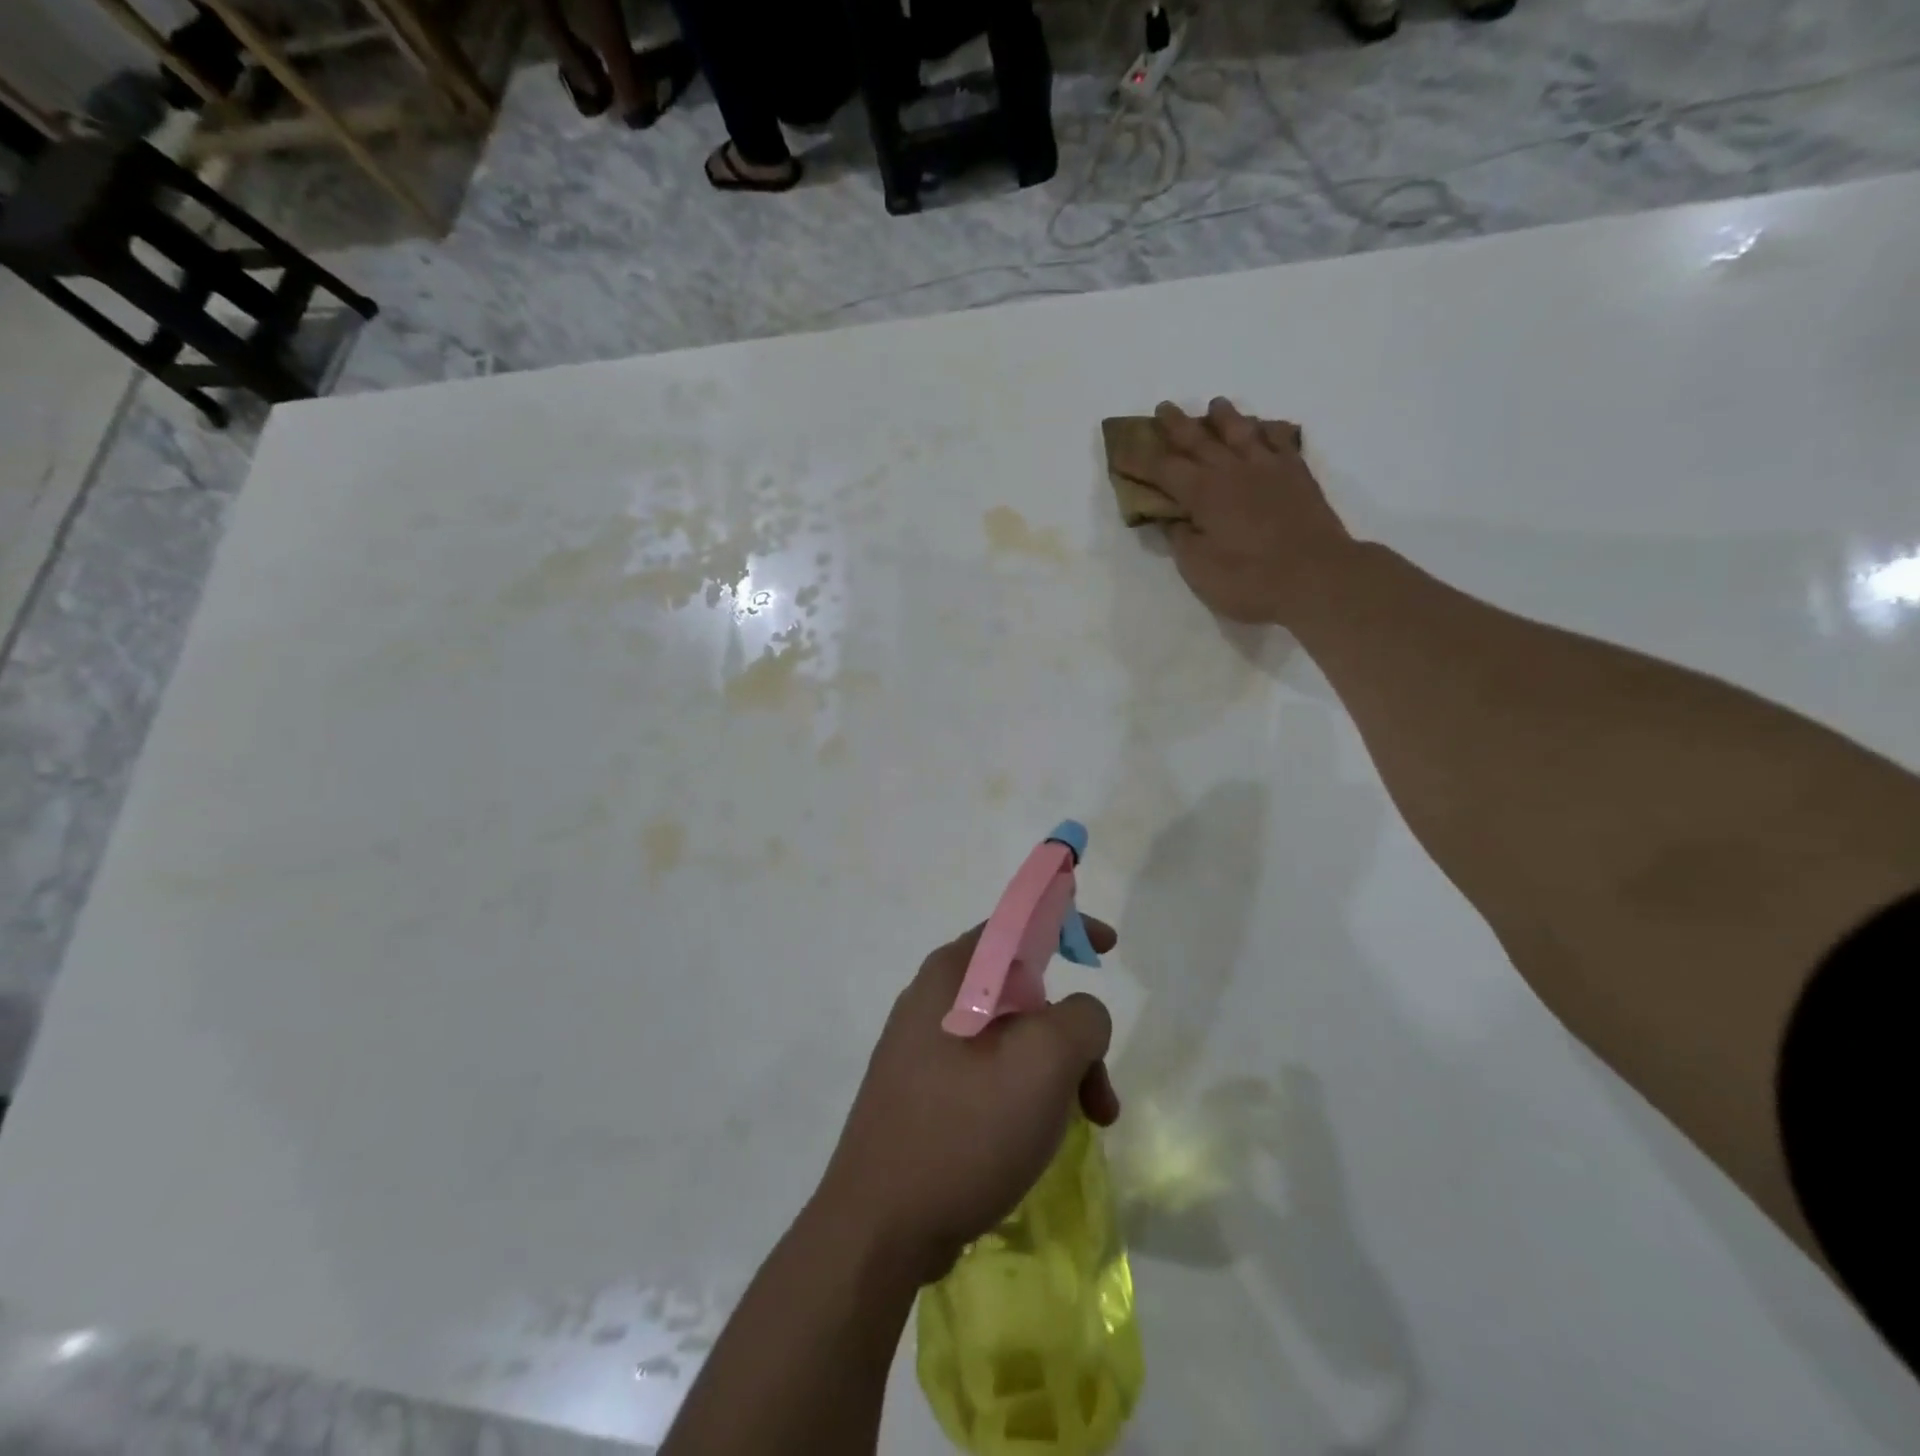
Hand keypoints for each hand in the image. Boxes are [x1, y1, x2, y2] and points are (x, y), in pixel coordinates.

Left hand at [817, 921, 1120, 1282]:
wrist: (879, 1228)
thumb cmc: (964, 1129)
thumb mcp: (1043, 1062)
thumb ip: (1081, 1018)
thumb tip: (1080, 1018)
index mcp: (952, 974)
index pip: (1017, 923)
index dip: (1066, 923)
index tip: (1107, 949)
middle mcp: (933, 1000)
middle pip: (1023, 991)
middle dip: (1072, 1033)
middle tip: (1099, 1090)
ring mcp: (923, 1049)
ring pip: (1011, 1038)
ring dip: (1057, 1072)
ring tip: (1086, 1125)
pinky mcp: (924, 1093)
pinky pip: (989, 1073)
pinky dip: (1026, 1093)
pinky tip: (1038, 1139)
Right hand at [1115, 398, 1354, 624]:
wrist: (1318, 577)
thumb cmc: (1250, 580)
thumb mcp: (1199, 569)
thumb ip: (1181, 539)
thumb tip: (1172, 519)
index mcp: (1203, 493)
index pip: (1163, 469)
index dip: (1139, 460)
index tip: (1120, 451)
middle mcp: (1232, 470)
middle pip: (1199, 440)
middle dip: (1176, 425)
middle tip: (1163, 408)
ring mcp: (1269, 468)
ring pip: (1241, 431)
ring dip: (1225, 417)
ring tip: (1215, 405)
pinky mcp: (1298, 476)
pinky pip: (1281, 441)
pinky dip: (1269, 430)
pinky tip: (1265, 427)